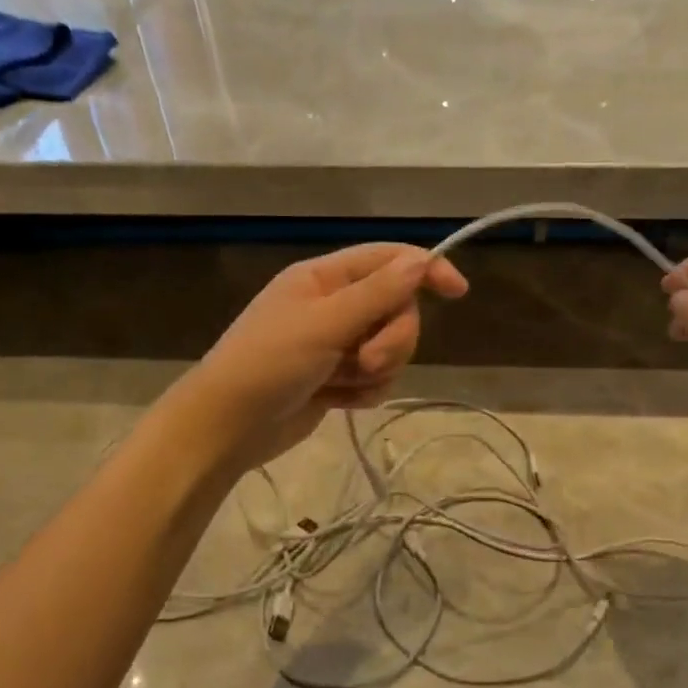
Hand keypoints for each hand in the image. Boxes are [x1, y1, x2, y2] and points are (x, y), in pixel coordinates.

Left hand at [185, 243, 468, 466]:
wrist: (229, 427)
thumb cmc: (268, 364)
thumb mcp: (324, 323)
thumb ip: (376, 294)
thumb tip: (421, 261)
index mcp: (325, 278)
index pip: (388, 260)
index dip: (425, 269)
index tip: (458, 291)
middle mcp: (334, 305)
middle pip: (396, 309)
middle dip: (392, 338)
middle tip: (366, 360)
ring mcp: (337, 344)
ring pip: (390, 347)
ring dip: (376, 368)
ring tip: (344, 382)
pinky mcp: (338, 378)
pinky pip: (376, 378)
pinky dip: (365, 391)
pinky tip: (340, 402)